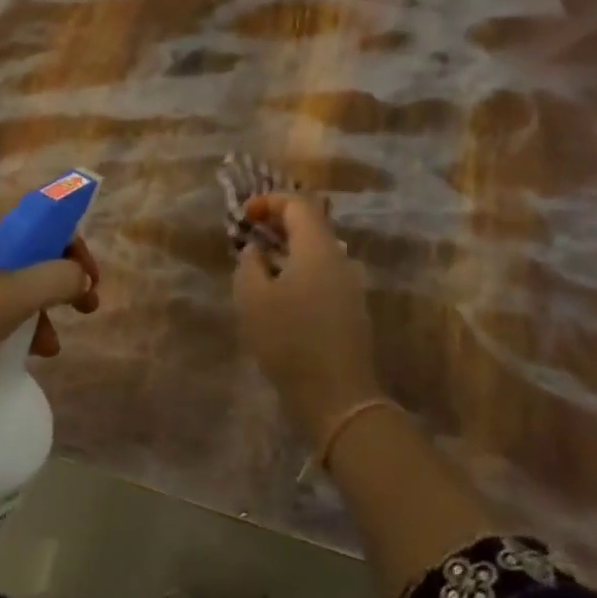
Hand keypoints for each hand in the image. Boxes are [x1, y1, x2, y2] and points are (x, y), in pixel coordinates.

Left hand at [0, 191, 100, 394]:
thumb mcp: (19, 294)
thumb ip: (60, 278)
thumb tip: (80, 277)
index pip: (45, 207)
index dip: (72, 236)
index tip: (86, 271)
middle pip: (33, 242)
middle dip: (63, 275)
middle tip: (85, 304)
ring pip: (15, 272)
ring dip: (42, 302)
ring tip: (54, 342)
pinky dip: (15, 313)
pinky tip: (29, 348)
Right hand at [232, 193, 381, 448]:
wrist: (338, 396)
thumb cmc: (289, 340)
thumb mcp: (253, 298)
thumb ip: (249, 264)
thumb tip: (256, 249)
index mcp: (317, 248)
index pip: (297, 204)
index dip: (268, 201)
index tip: (244, 215)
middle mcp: (340, 258)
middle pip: (311, 224)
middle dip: (279, 223)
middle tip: (250, 234)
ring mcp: (350, 284)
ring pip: (317, 251)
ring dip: (288, 248)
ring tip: (260, 263)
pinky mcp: (351, 308)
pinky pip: (323, 273)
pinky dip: (299, 269)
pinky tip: (280, 291)